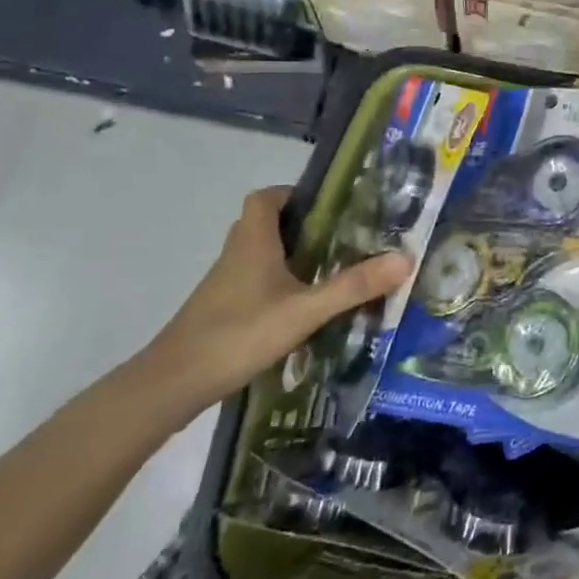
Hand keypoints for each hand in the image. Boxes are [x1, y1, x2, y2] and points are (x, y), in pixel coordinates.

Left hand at [136, 187, 411, 421]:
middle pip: (267, 223)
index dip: (295, 193)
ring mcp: (226, 283)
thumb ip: (353, 286)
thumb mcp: (305, 310)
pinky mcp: (223, 309)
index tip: (330, 205)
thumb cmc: (238, 333)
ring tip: (334, 268)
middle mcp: (237, 254)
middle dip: (304, 226)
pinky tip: (305, 306)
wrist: (172, 384)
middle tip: (344, 236)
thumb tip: (405, 259)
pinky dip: (280, 284)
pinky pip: (256, 282)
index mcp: (253, 241)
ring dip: (293, 256)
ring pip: (262, 255)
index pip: (267, 197)